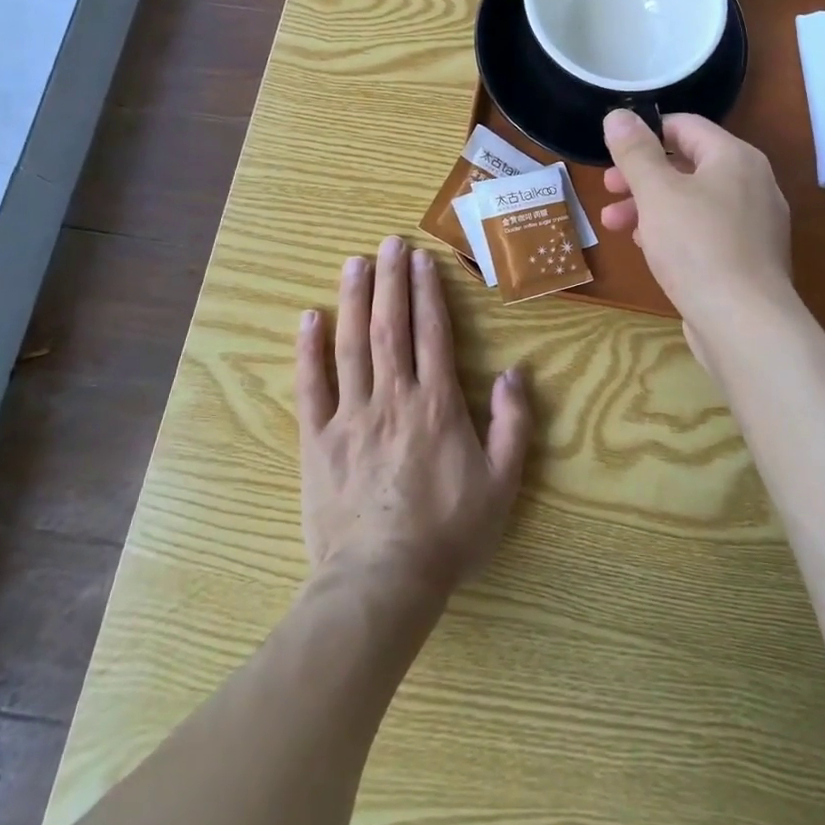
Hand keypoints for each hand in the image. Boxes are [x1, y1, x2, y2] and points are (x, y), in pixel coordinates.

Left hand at [296, 235, 531, 601]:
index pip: (432, 333)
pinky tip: (310, 318)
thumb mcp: (502, 483)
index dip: (427, 292)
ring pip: (352, 345)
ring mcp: (351, 415)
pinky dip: (309, 350)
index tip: (421, 259)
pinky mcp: (318, 439)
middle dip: (390, 280)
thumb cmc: (449, 533)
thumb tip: (515, 373)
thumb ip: (513, 424)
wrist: (383, 581)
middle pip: (390, 326)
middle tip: (388, 243)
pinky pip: (311, 386)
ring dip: (354, 300)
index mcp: (437, 404)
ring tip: (354, 263)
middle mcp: (393, 397)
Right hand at [600, 110, 794, 330]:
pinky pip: (705, 231)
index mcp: (735, 158)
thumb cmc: (697, 246)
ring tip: (614, 224)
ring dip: (650, 206)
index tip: (612, 151)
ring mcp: (754, 224)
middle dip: (642, 176)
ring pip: (693, 201)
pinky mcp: (748, 258)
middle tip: (608, 189)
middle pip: (688, 165)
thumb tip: (618, 115)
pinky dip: (674, 231)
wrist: (744, 324)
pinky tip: (647, 248)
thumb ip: (635, 152)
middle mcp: (752, 184)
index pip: (686, 126)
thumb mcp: (656, 193)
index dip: (646, 133)